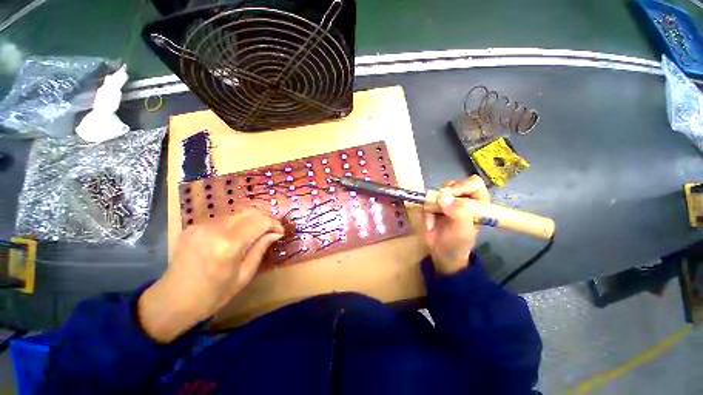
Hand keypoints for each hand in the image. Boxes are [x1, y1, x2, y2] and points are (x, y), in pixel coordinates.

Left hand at [138, 209, 283, 342]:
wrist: (171, 301)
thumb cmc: (212, 295)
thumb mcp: (243, 276)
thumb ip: (260, 249)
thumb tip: (276, 233)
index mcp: (229, 245)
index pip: (260, 222)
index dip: (274, 224)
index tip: (280, 232)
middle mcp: (214, 229)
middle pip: (249, 212)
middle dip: (264, 219)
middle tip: (271, 231)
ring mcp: (201, 226)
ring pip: (237, 214)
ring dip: (250, 222)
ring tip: (255, 235)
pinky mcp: (193, 226)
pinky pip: (222, 219)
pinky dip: (235, 225)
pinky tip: (235, 237)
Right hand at [423, 175, 490, 274]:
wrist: (441, 254)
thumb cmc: (457, 244)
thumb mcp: (461, 231)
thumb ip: (457, 213)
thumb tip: (444, 196)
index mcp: (478, 203)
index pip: (473, 184)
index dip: (461, 186)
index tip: (449, 196)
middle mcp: (464, 199)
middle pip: (453, 185)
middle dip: (444, 195)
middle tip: (439, 205)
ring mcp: (448, 202)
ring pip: (438, 191)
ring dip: (433, 203)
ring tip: (433, 215)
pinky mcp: (434, 205)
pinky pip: (427, 200)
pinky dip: (426, 210)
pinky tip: (429, 223)